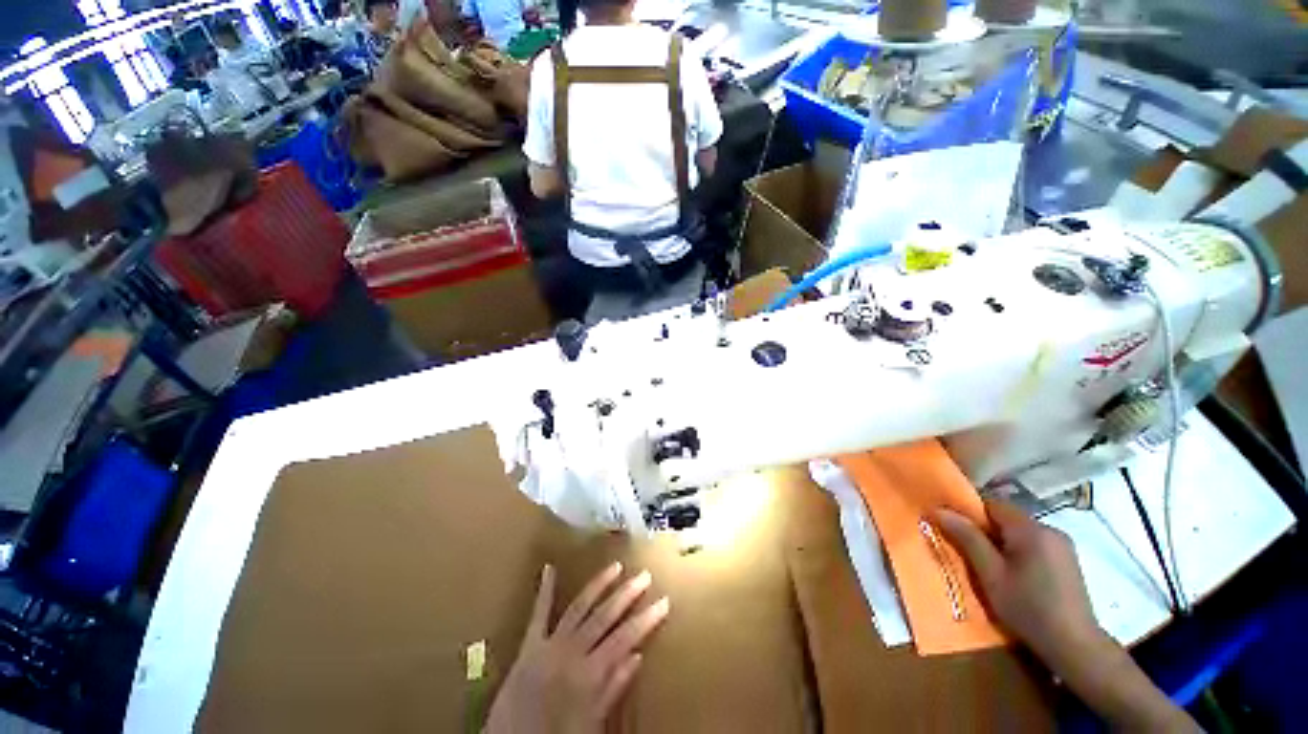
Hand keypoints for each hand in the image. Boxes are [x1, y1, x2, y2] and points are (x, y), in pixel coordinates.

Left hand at [485, 563, 670, 733]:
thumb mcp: (591, 724)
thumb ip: (612, 689)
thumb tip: (637, 656)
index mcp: (589, 673)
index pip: (626, 638)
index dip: (647, 619)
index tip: (663, 601)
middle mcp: (572, 651)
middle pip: (605, 616)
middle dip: (627, 594)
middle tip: (645, 576)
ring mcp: (550, 643)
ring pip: (580, 607)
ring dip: (599, 585)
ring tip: (616, 567)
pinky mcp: (529, 644)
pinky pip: (538, 614)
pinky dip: (545, 591)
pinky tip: (549, 568)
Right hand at [934, 500, 1100, 666]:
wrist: (1075, 646)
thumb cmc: (1028, 608)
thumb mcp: (990, 574)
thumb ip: (967, 538)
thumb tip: (939, 509)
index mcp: (1031, 529)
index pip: (992, 504)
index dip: (970, 513)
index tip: (954, 530)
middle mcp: (1050, 529)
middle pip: (1007, 518)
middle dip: (985, 530)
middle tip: (969, 553)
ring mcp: (1063, 545)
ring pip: (1020, 532)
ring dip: (1001, 543)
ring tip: (991, 568)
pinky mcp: (1068, 561)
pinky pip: (1034, 545)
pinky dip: (1018, 553)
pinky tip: (1015, 577)